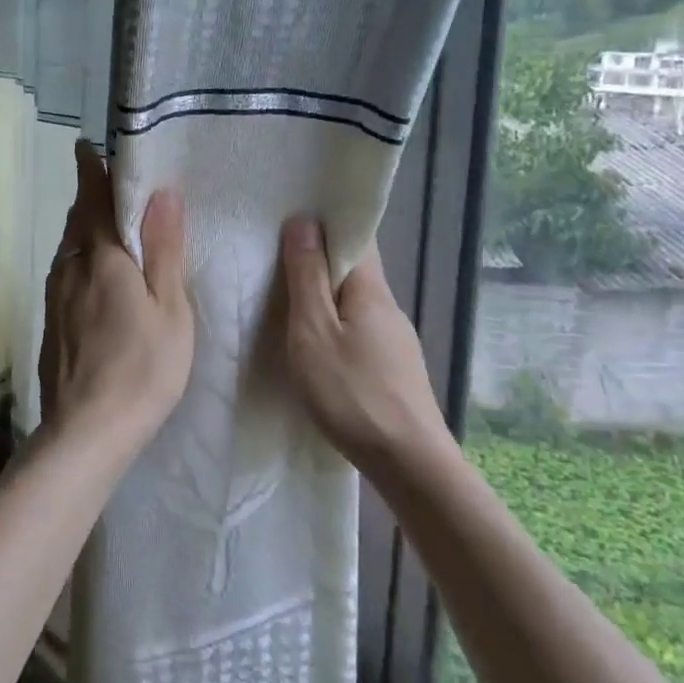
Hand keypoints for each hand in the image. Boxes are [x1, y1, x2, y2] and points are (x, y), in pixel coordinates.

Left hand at [38, 144, 193, 455]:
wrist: (86, 432)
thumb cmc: (141, 368)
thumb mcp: (169, 308)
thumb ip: (163, 248)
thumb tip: (162, 192)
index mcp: (101, 256)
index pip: (93, 197)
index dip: (92, 169)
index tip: (88, 147)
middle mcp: (70, 267)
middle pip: (79, 220)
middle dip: (91, 197)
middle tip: (113, 185)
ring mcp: (55, 296)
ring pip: (70, 248)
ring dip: (86, 229)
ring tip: (110, 225)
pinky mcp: (52, 323)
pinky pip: (67, 273)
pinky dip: (82, 259)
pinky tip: (98, 276)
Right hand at [278, 217, 449, 474]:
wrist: (408, 463)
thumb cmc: (352, 392)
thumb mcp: (314, 331)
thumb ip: (307, 276)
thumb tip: (304, 221)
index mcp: (371, 289)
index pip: (355, 236)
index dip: (326, 223)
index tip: (290, 220)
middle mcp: (388, 306)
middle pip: (354, 269)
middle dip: (319, 260)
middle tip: (275, 263)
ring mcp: (394, 339)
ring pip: (355, 302)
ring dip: (325, 296)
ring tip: (287, 303)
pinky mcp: (393, 367)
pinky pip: (359, 329)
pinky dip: (335, 324)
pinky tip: (316, 345)